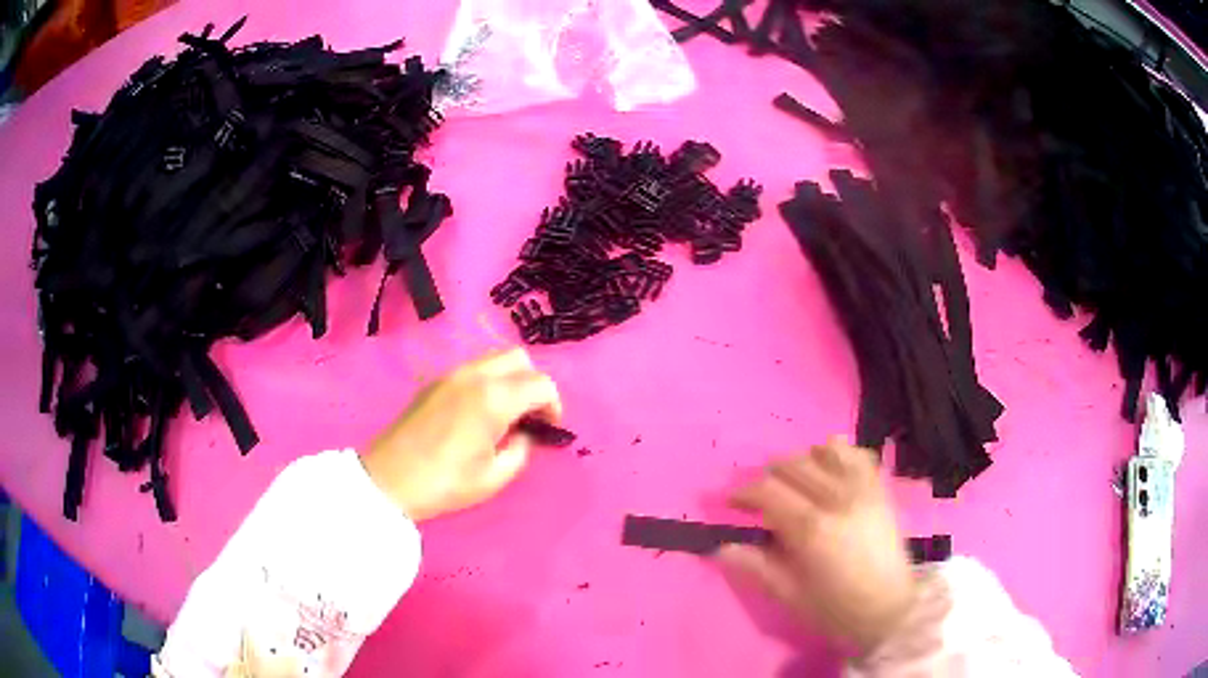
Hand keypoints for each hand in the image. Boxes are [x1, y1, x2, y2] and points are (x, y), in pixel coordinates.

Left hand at [361, 348, 562, 521]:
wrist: (389, 480)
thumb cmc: (444, 484)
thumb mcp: (494, 478)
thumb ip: (520, 451)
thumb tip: (523, 435)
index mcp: (494, 398)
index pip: (541, 385)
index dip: (554, 405)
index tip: (549, 429)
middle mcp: (474, 375)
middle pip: (519, 358)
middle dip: (533, 383)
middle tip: (530, 416)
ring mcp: (451, 374)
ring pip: (495, 358)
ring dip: (510, 379)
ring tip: (506, 414)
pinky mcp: (435, 381)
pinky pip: (474, 368)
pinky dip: (489, 380)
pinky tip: (480, 412)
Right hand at [718, 437, 915, 655]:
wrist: (889, 608)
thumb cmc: (835, 608)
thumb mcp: (789, 595)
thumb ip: (756, 567)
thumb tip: (720, 548)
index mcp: (811, 529)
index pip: (769, 492)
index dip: (745, 493)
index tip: (732, 502)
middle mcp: (837, 499)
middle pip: (793, 466)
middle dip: (769, 475)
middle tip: (759, 495)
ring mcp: (863, 490)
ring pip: (824, 453)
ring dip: (802, 461)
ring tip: (793, 479)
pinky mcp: (880, 490)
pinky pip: (858, 455)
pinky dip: (840, 452)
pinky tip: (829, 462)